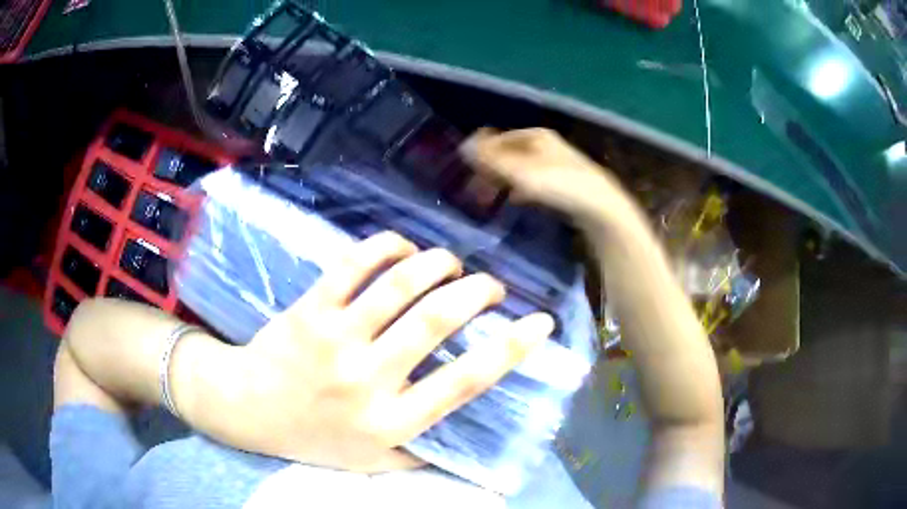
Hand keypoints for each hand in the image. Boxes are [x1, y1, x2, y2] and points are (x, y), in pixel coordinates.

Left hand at [203, 231, 553, 471]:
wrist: (248, 408)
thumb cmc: (313, 438)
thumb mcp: (369, 463)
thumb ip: (418, 455)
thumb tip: (465, 444)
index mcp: (391, 421)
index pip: (465, 382)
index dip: (512, 348)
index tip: (541, 322)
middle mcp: (369, 378)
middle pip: (438, 320)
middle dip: (479, 291)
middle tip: (492, 287)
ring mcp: (336, 338)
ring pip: (401, 283)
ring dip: (439, 263)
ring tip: (451, 265)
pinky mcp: (310, 309)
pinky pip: (354, 264)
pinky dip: (387, 246)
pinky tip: (403, 247)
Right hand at [461, 128, 641, 228]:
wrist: (599, 207)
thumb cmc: (558, 184)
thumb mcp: (520, 171)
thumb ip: (490, 160)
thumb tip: (463, 146)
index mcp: (536, 136)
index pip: (499, 138)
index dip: (481, 153)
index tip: (468, 171)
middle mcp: (546, 145)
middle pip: (510, 153)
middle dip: (492, 169)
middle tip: (478, 190)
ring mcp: (558, 163)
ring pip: (522, 168)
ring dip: (505, 181)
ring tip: (493, 198)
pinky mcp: (565, 182)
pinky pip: (535, 181)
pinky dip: (522, 190)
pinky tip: (518, 201)